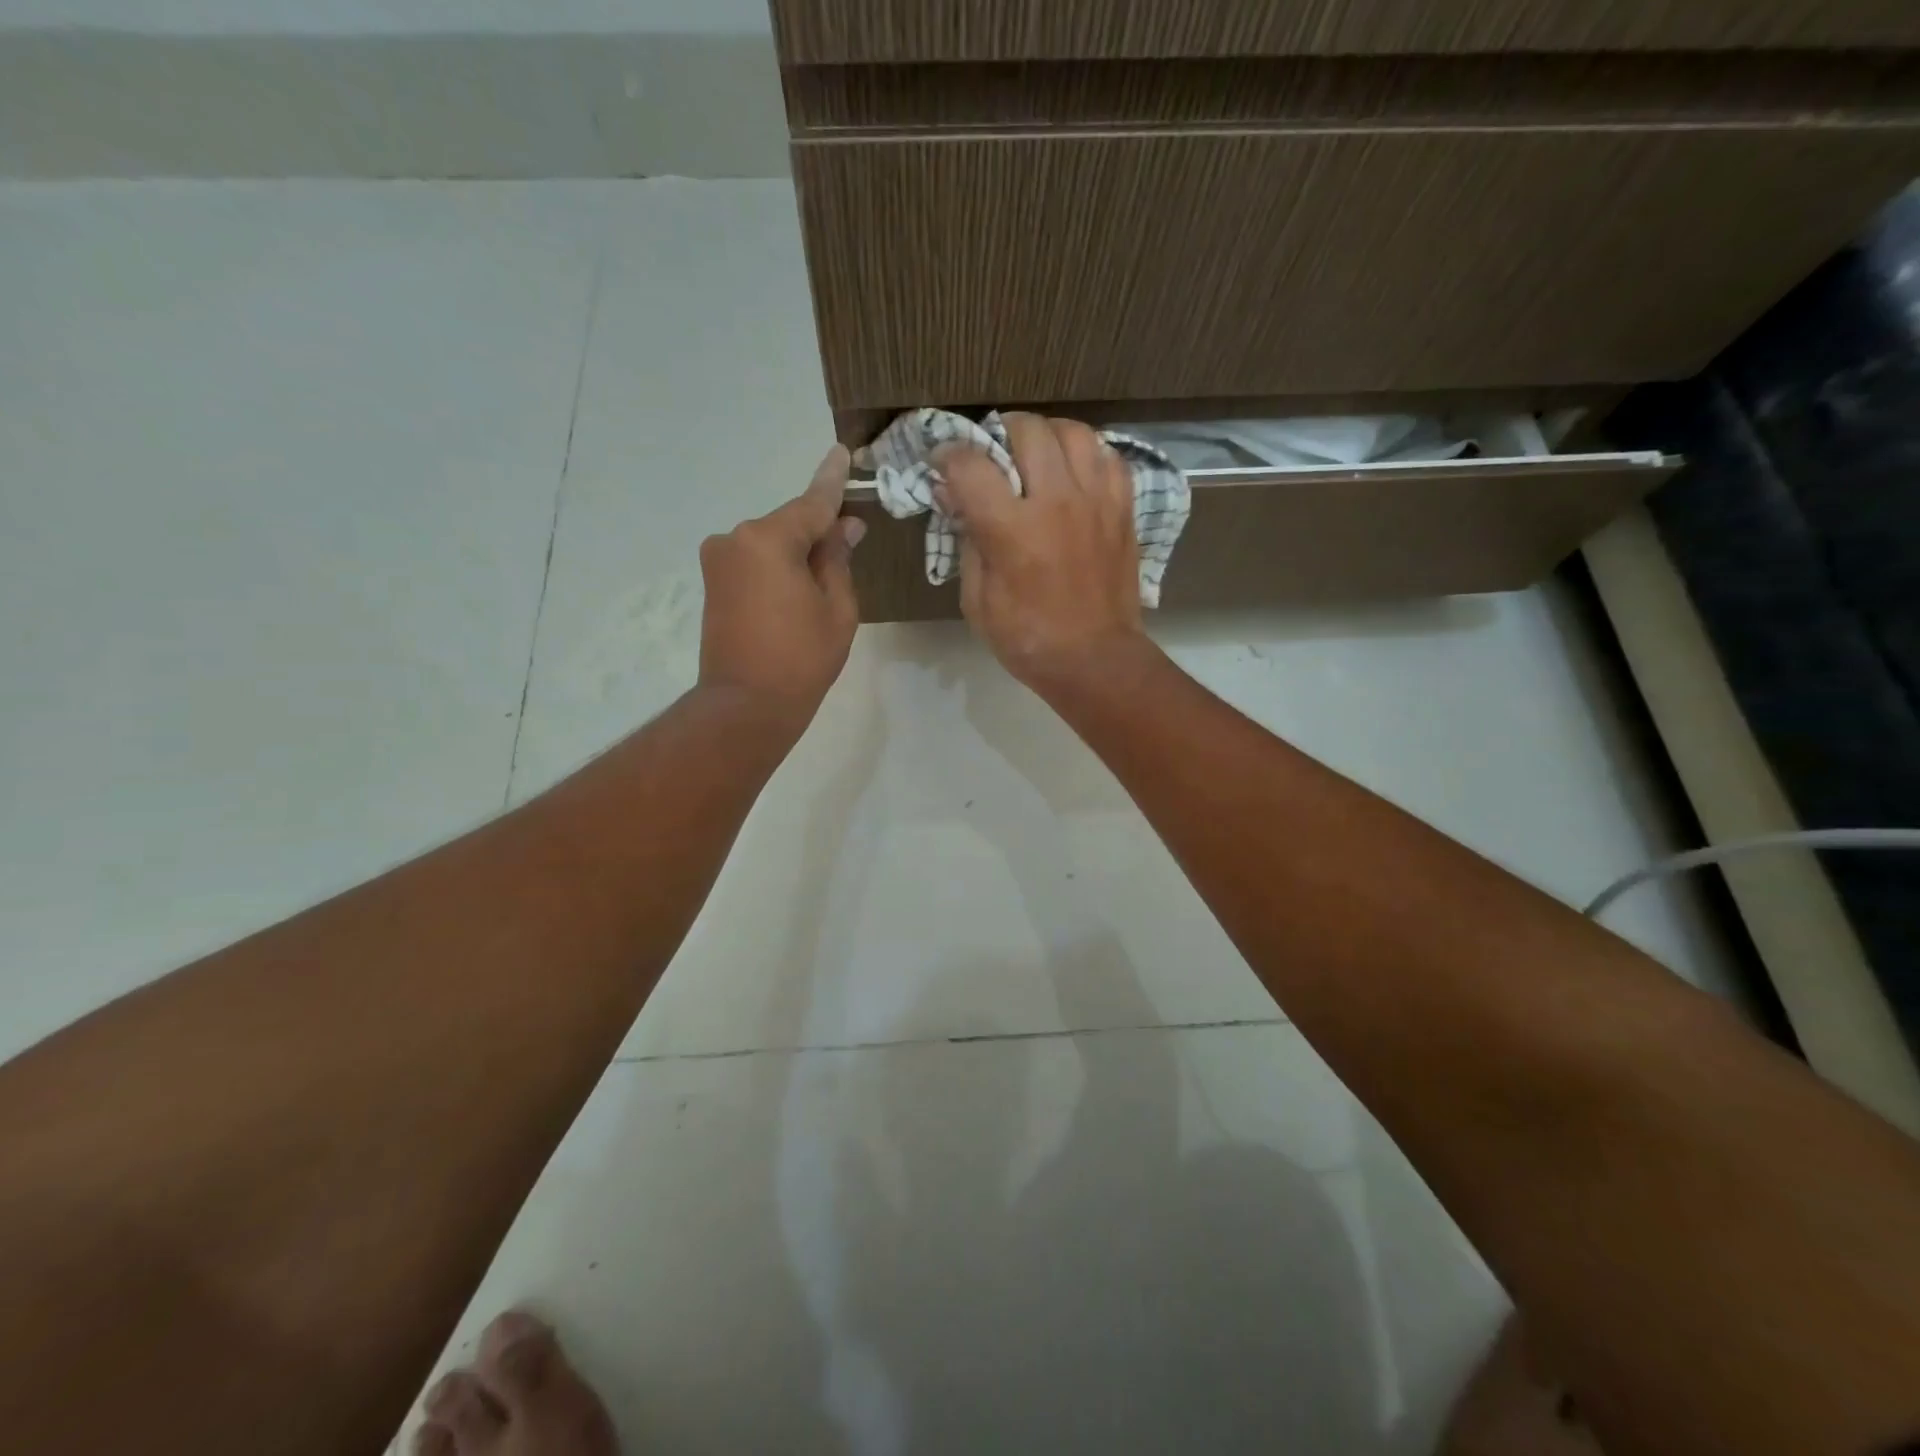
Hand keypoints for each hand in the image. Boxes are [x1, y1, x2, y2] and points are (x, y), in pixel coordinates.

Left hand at [698, 444, 865, 727]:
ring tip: (823, 585)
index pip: (812, 502)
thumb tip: (843, 528)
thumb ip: (838, 559)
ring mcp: (719, 560)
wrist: (745, 706)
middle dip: (819, 532)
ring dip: (798, 553)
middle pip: (790, 524)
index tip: (842, 452)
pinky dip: (779, 566)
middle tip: (850, 544)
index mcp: (768, 539)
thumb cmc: (801, 659)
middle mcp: (736, 538)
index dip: (833, 480)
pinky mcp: (713, 581)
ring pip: (772, 543)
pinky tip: (798, 589)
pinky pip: (756, 560)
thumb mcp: (837, 609)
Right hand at [936, 414, 1148, 693]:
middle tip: (993, 454)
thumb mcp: (977, 600)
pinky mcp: (1123, 509)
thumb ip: (966, 542)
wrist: (1094, 659)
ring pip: (1073, 432)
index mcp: (1012, 530)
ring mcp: (1096, 501)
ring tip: (1036, 455)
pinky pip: (1108, 457)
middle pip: (1027, 429)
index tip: (943, 465)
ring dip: (1047, 435)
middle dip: (1000, 432)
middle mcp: (1056, 502)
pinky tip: (1074, 473)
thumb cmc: (1027, 639)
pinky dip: (1087, 455)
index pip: (971, 465)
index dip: (948, 457)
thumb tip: (955, 498)